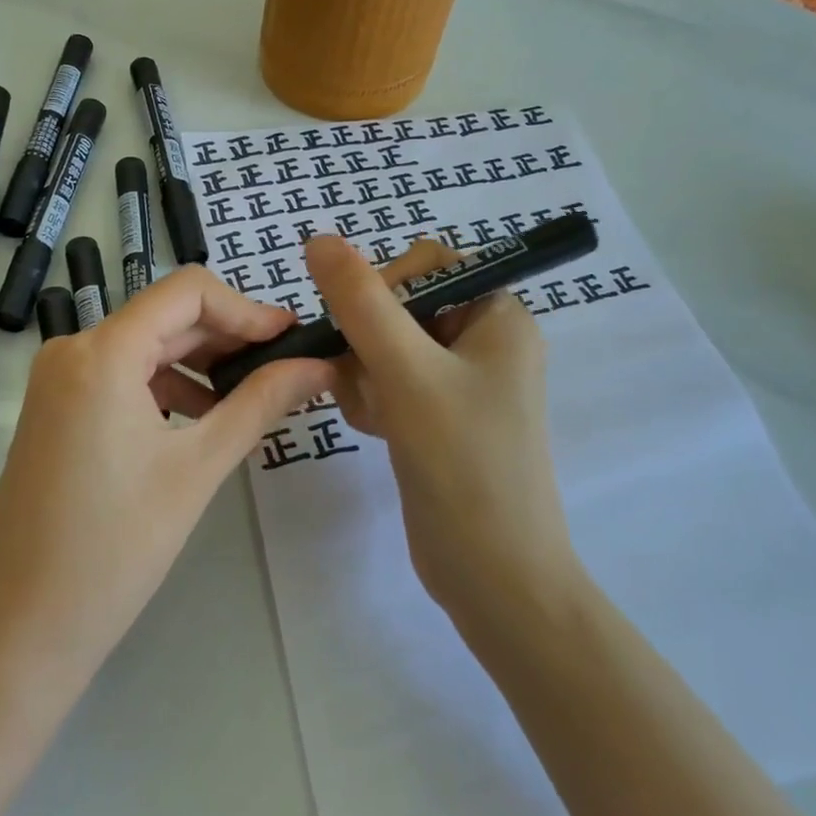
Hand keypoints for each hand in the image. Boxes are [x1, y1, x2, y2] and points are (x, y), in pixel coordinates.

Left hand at [0, 267, 335, 693]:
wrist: (21, 628)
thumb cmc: (115, 547)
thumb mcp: (198, 467)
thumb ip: (260, 402)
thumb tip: (318, 365)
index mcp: (103, 351)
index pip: (188, 291)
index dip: (246, 308)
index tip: (291, 338)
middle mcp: (73, 349)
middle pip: (166, 317)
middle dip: (228, 337)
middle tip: (285, 367)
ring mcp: (58, 380)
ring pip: (145, 347)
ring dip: (199, 363)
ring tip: (249, 398)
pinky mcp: (55, 409)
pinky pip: (120, 376)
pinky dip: (165, 386)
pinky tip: (199, 420)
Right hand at [303, 235, 576, 629]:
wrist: (494, 576)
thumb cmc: (464, 463)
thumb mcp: (408, 372)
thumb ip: (362, 302)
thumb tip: (318, 239)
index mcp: (498, 316)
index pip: (428, 264)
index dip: (384, 286)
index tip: (359, 328)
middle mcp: (483, 341)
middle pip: (400, 306)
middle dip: (368, 341)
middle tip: (365, 381)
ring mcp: (460, 383)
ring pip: (386, 347)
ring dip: (364, 373)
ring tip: (372, 413)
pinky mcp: (438, 418)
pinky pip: (389, 383)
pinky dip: (372, 398)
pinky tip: (374, 429)